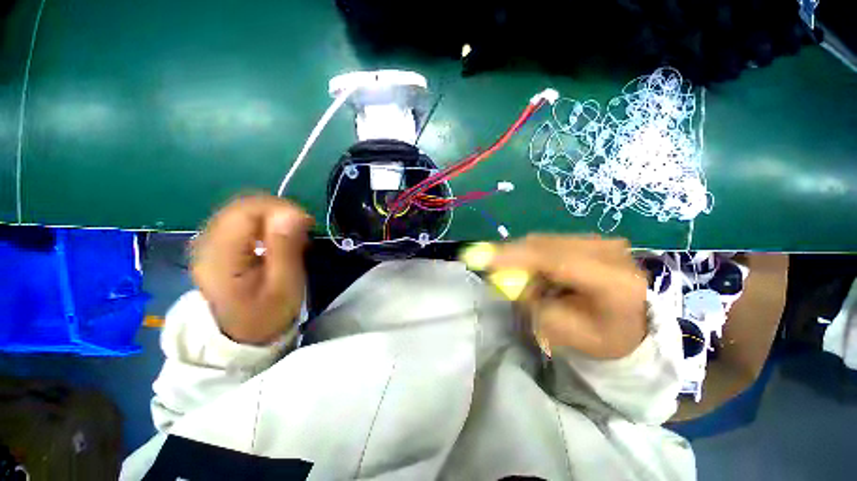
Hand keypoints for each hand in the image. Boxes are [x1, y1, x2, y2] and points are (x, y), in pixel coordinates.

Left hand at [190, 195, 312, 344]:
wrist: (242, 334)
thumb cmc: (268, 313)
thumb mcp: (285, 284)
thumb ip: (286, 247)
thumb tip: (293, 212)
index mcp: (220, 257)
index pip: (246, 211)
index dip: (280, 208)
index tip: (306, 222)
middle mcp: (206, 243)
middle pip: (242, 206)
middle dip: (278, 211)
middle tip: (302, 229)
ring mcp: (208, 242)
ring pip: (241, 209)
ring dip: (272, 216)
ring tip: (291, 234)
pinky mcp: (215, 243)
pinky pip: (240, 219)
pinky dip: (263, 222)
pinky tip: (275, 237)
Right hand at [490, 235, 646, 358]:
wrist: (640, 322)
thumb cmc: (605, 336)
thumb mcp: (567, 333)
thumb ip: (536, 305)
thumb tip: (509, 279)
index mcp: (613, 282)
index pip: (556, 260)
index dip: (515, 256)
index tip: (483, 259)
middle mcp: (609, 251)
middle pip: (545, 245)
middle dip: (512, 256)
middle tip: (491, 268)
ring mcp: (601, 240)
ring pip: (545, 241)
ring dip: (524, 257)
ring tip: (523, 279)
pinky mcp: (592, 237)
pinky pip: (551, 241)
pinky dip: (534, 254)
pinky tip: (537, 271)